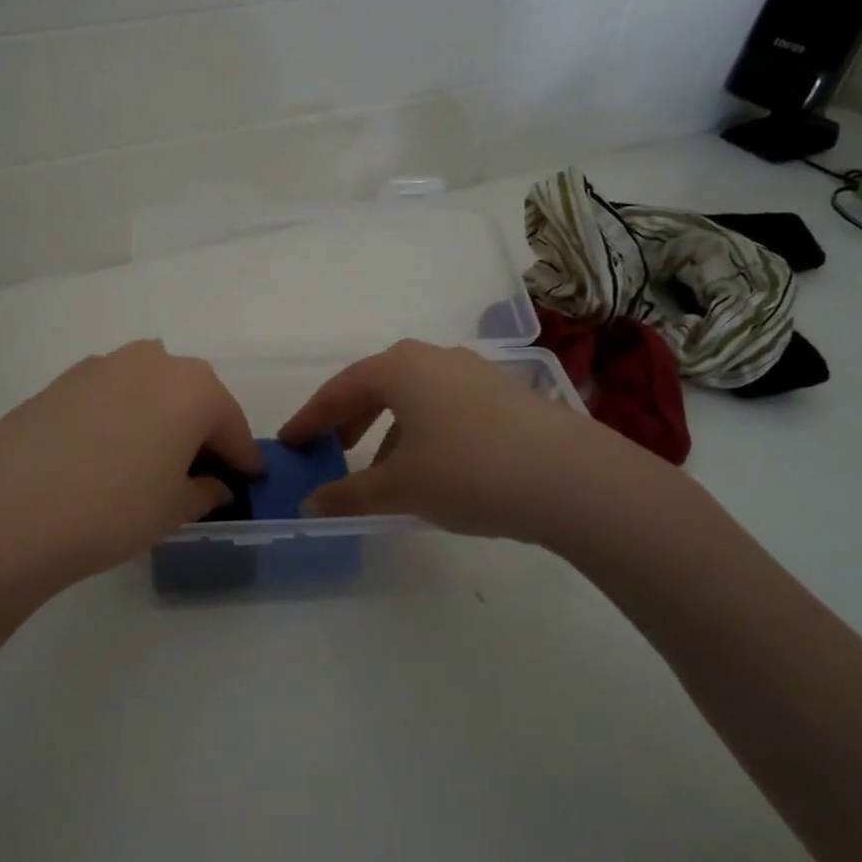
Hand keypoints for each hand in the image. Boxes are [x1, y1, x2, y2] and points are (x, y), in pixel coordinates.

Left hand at [0, 341, 263, 606]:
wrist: (5, 512)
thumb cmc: (112, 510)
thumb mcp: (173, 509)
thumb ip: (205, 491)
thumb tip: (215, 485)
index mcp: (193, 387)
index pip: (232, 425)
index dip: (243, 458)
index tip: (250, 481)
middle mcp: (152, 361)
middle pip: (192, 398)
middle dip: (202, 432)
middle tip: (200, 473)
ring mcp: (102, 365)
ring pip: (149, 391)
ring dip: (160, 419)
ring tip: (150, 462)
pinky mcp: (62, 379)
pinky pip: (110, 396)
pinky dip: (121, 418)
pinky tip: (105, 454)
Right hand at [279, 339, 681, 553]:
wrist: (573, 478)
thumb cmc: (469, 472)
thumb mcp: (400, 488)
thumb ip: (349, 495)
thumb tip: (309, 504)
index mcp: (399, 368)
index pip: (339, 390)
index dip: (309, 419)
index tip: (288, 442)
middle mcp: (434, 358)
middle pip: (376, 385)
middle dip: (348, 419)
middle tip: (329, 450)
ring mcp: (474, 372)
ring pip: (413, 396)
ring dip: (387, 427)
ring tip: (381, 468)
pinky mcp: (505, 394)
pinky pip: (445, 406)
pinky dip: (423, 430)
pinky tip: (432, 466)